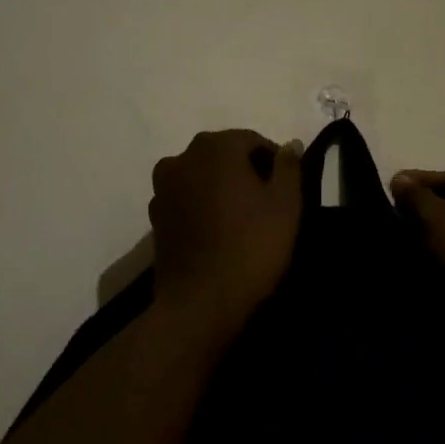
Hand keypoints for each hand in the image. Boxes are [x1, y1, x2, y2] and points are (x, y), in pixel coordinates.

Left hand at [149, 130, 302, 329]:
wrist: (201, 302)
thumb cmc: (251, 246)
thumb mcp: (286, 204)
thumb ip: (288, 166)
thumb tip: (289, 144)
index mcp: (216, 147)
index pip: (252, 141)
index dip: (274, 161)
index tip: (286, 189)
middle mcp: (182, 158)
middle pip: (223, 154)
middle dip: (246, 171)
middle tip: (267, 203)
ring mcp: (163, 188)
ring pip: (202, 176)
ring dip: (221, 187)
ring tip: (241, 218)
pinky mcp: (155, 216)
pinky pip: (186, 199)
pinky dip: (202, 206)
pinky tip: (217, 232)